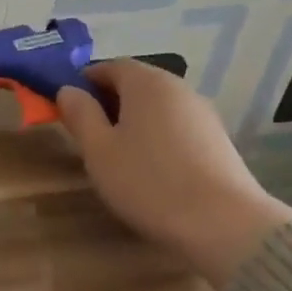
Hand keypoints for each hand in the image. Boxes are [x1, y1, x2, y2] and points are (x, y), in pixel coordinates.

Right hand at [57, 62, 291, 288]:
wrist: (223, 224)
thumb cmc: (148, 181)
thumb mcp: (98, 150)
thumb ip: (80, 115)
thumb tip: (68, 90)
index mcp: (147, 83)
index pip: (111, 66)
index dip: (86, 81)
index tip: (69, 107)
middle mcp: (179, 88)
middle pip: (137, 84)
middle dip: (109, 102)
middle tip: (88, 134)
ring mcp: (203, 114)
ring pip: (157, 107)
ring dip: (134, 121)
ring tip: (117, 155)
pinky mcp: (218, 141)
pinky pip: (177, 127)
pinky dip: (157, 137)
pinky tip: (150, 169)